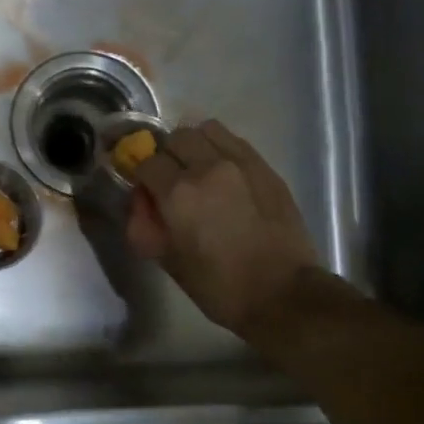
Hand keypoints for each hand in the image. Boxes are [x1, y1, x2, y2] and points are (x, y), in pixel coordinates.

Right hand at [127, 120, 323, 338]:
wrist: (283, 293)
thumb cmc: (219, 287)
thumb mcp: (169, 262)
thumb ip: (145, 225)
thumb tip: (140, 201)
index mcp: (178, 193)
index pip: (146, 162)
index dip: (141, 176)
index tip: (144, 191)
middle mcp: (207, 167)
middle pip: (174, 138)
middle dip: (165, 156)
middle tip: (170, 181)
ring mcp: (240, 162)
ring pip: (205, 129)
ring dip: (193, 144)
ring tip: (196, 168)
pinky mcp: (264, 166)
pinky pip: (233, 140)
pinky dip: (219, 147)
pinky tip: (222, 171)